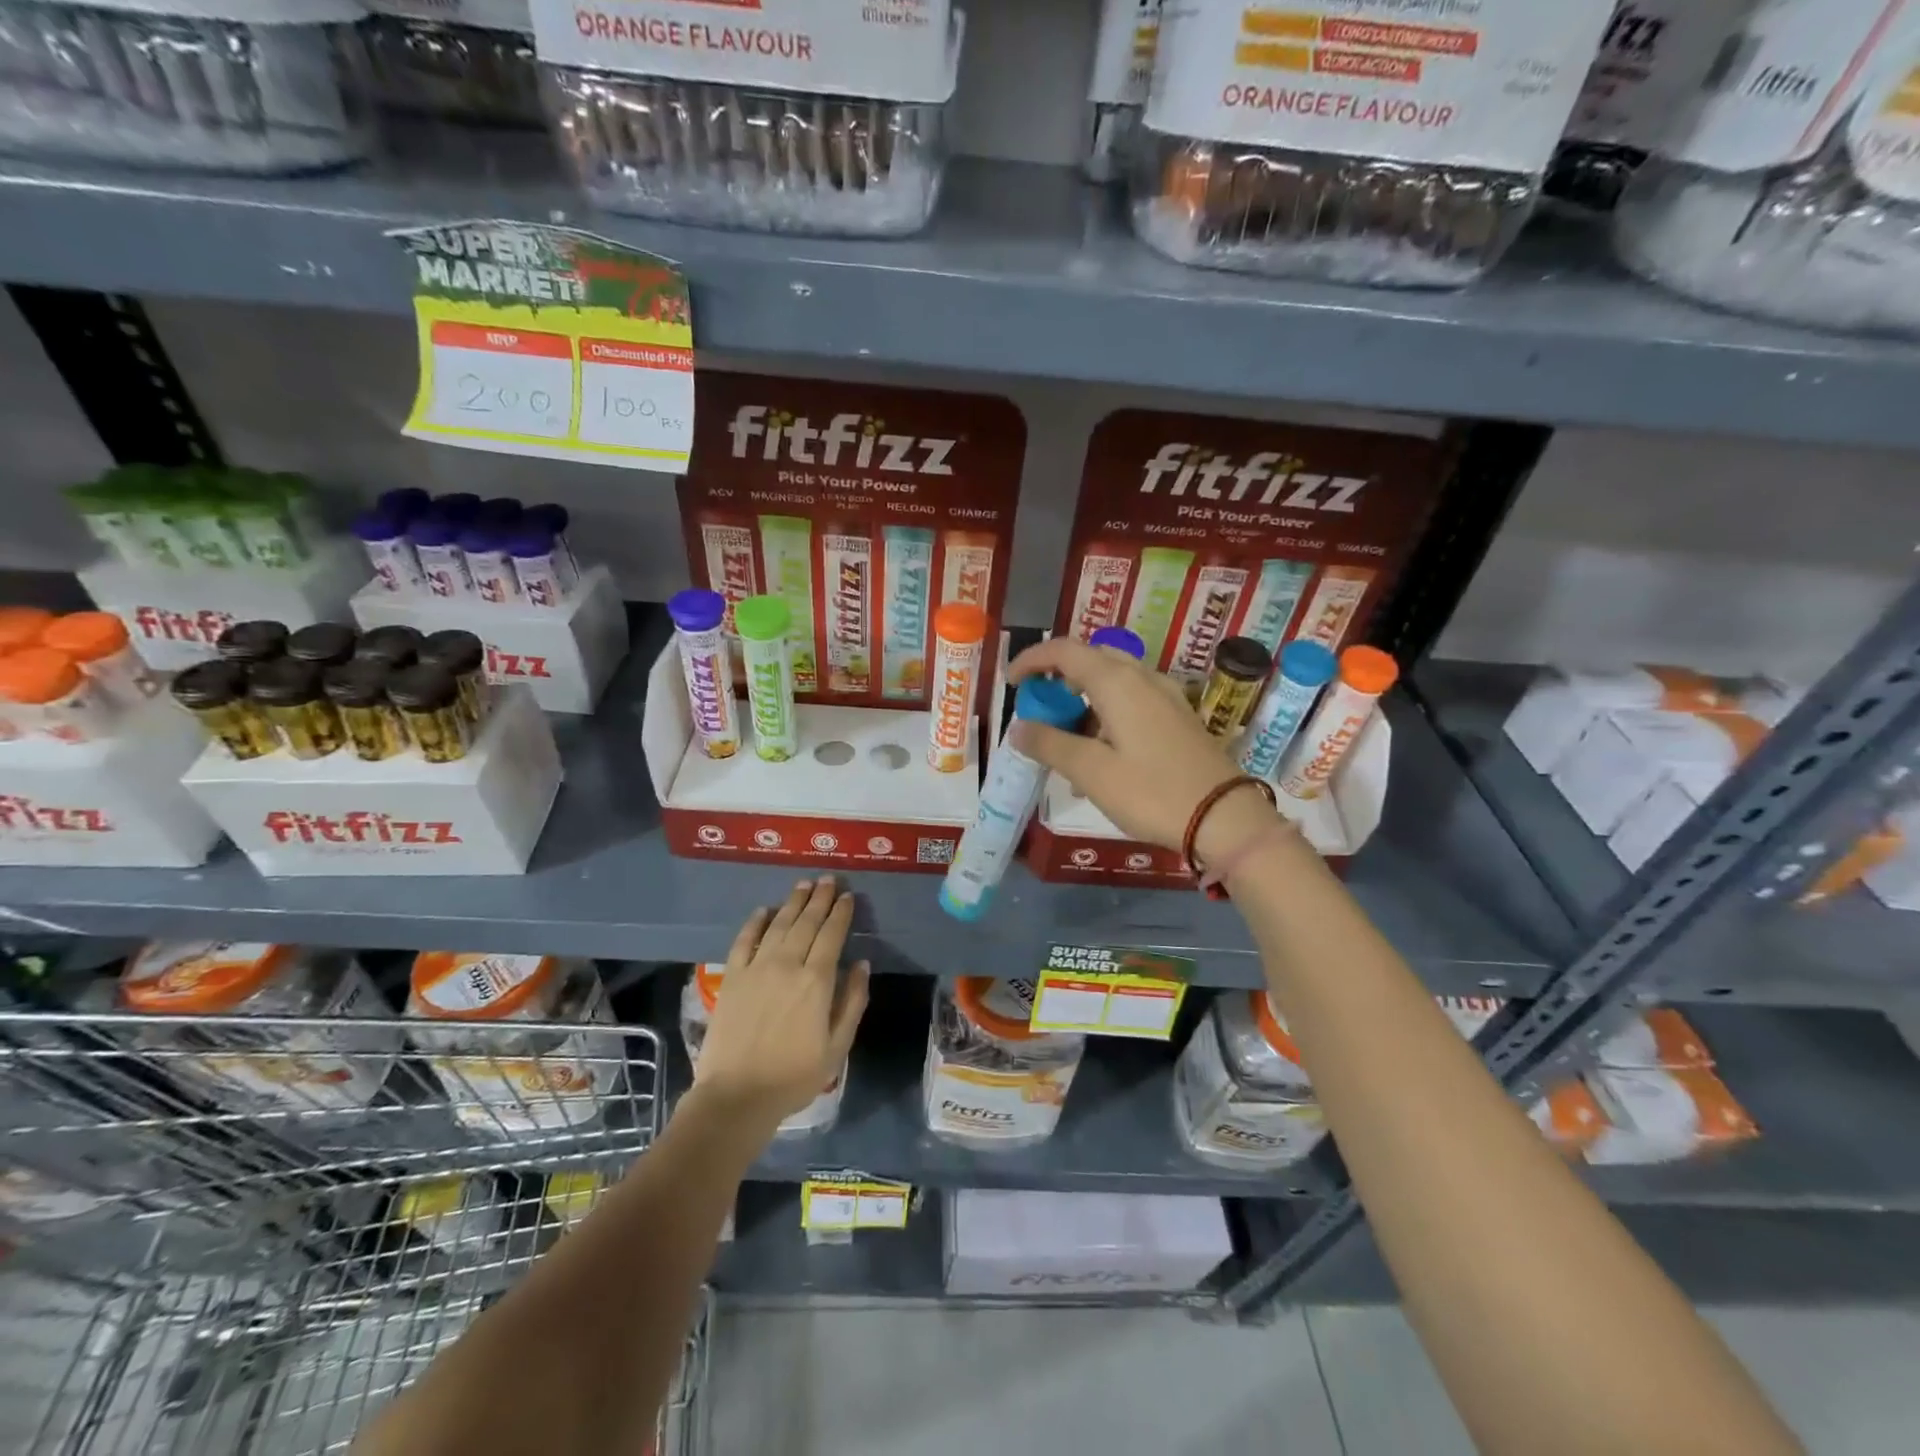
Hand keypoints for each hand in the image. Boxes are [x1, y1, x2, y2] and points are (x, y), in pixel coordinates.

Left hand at [693, 877, 869, 1134]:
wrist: (736, 1096)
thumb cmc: (794, 1076)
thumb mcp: (837, 1047)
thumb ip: (853, 1002)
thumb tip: (861, 964)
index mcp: (817, 981)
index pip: (832, 935)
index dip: (841, 912)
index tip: (847, 896)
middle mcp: (787, 964)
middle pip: (806, 922)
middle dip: (820, 898)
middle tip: (828, 879)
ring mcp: (756, 968)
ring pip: (778, 924)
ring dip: (793, 902)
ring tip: (803, 885)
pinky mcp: (732, 977)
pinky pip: (744, 941)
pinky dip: (755, 922)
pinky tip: (764, 911)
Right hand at [1008, 637, 1275, 861]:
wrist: (1225, 818)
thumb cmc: (1151, 792)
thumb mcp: (1091, 772)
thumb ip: (1050, 744)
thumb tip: (1018, 728)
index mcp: (1117, 682)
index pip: (1064, 651)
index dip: (1031, 660)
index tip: (1011, 683)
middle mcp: (1143, 678)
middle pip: (1090, 660)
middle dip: (1057, 679)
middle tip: (1038, 709)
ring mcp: (1165, 696)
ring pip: (1112, 681)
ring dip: (1081, 701)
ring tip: (1065, 743)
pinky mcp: (1177, 717)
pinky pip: (1131, 701)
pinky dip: (1105, 715)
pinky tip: (1099, 758)